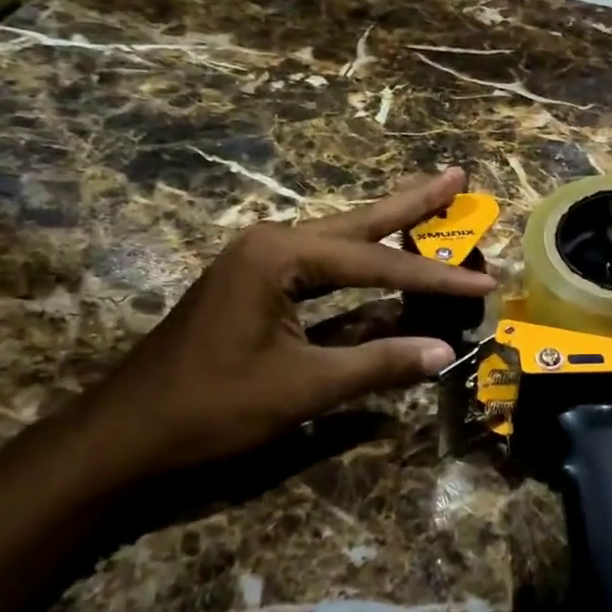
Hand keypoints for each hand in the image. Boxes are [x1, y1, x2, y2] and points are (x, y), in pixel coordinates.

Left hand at [76, 169, 494, 480]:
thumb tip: (444, 352)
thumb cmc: (211, 408)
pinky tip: (382, 258)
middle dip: (411, 205)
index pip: (376, 263)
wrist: (126, 435)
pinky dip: (361, 264)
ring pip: (341, 241)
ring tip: (434, 201)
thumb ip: (377, 365)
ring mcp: (260, 264)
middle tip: (457, 177)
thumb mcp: (302, 388)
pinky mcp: (257, 287)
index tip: (485, 280)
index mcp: (279, 256)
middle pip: (359, 224)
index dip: (435, 278)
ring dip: (388, 228)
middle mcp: (270, 244)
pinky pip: (324, 268)